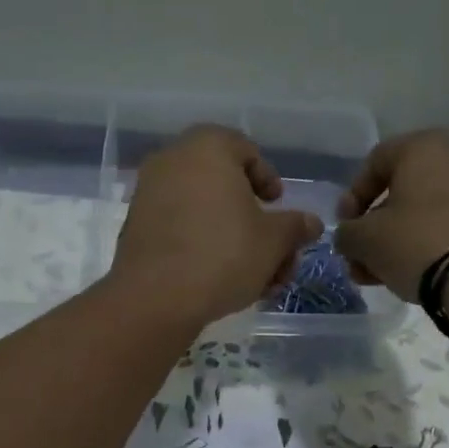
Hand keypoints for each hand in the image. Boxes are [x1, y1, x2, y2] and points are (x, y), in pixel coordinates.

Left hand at [110, 125, 322, 326]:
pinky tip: (221, 281)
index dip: (268, 180)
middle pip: (225, 186)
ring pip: (204, 212)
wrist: (156, 298)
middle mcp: (172, 161)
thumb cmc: (223, 256)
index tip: (278, 208)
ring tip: (254, 278)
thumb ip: (295, 227)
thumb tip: (311, 223)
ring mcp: (149, 194)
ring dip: (233, 240)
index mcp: (207, 148)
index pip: (246, 150)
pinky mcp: (136, 229)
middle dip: (254, 222)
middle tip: (273, 253)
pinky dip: (203, 247)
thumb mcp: (274, 242)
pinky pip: (179, 229)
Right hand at [333, 130, 448, 297]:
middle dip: (374, 229)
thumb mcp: (365, 239)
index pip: (374, 163)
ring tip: (381, 276)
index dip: (351, 198)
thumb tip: (350, 236)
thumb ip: (347, 233)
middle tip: (360, 260)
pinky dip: (427, 245)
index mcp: (422, 147)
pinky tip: (415, 274)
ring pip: (423, 213)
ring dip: (396, 242)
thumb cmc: (415, 242)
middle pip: (400, 192)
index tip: (344, 229)